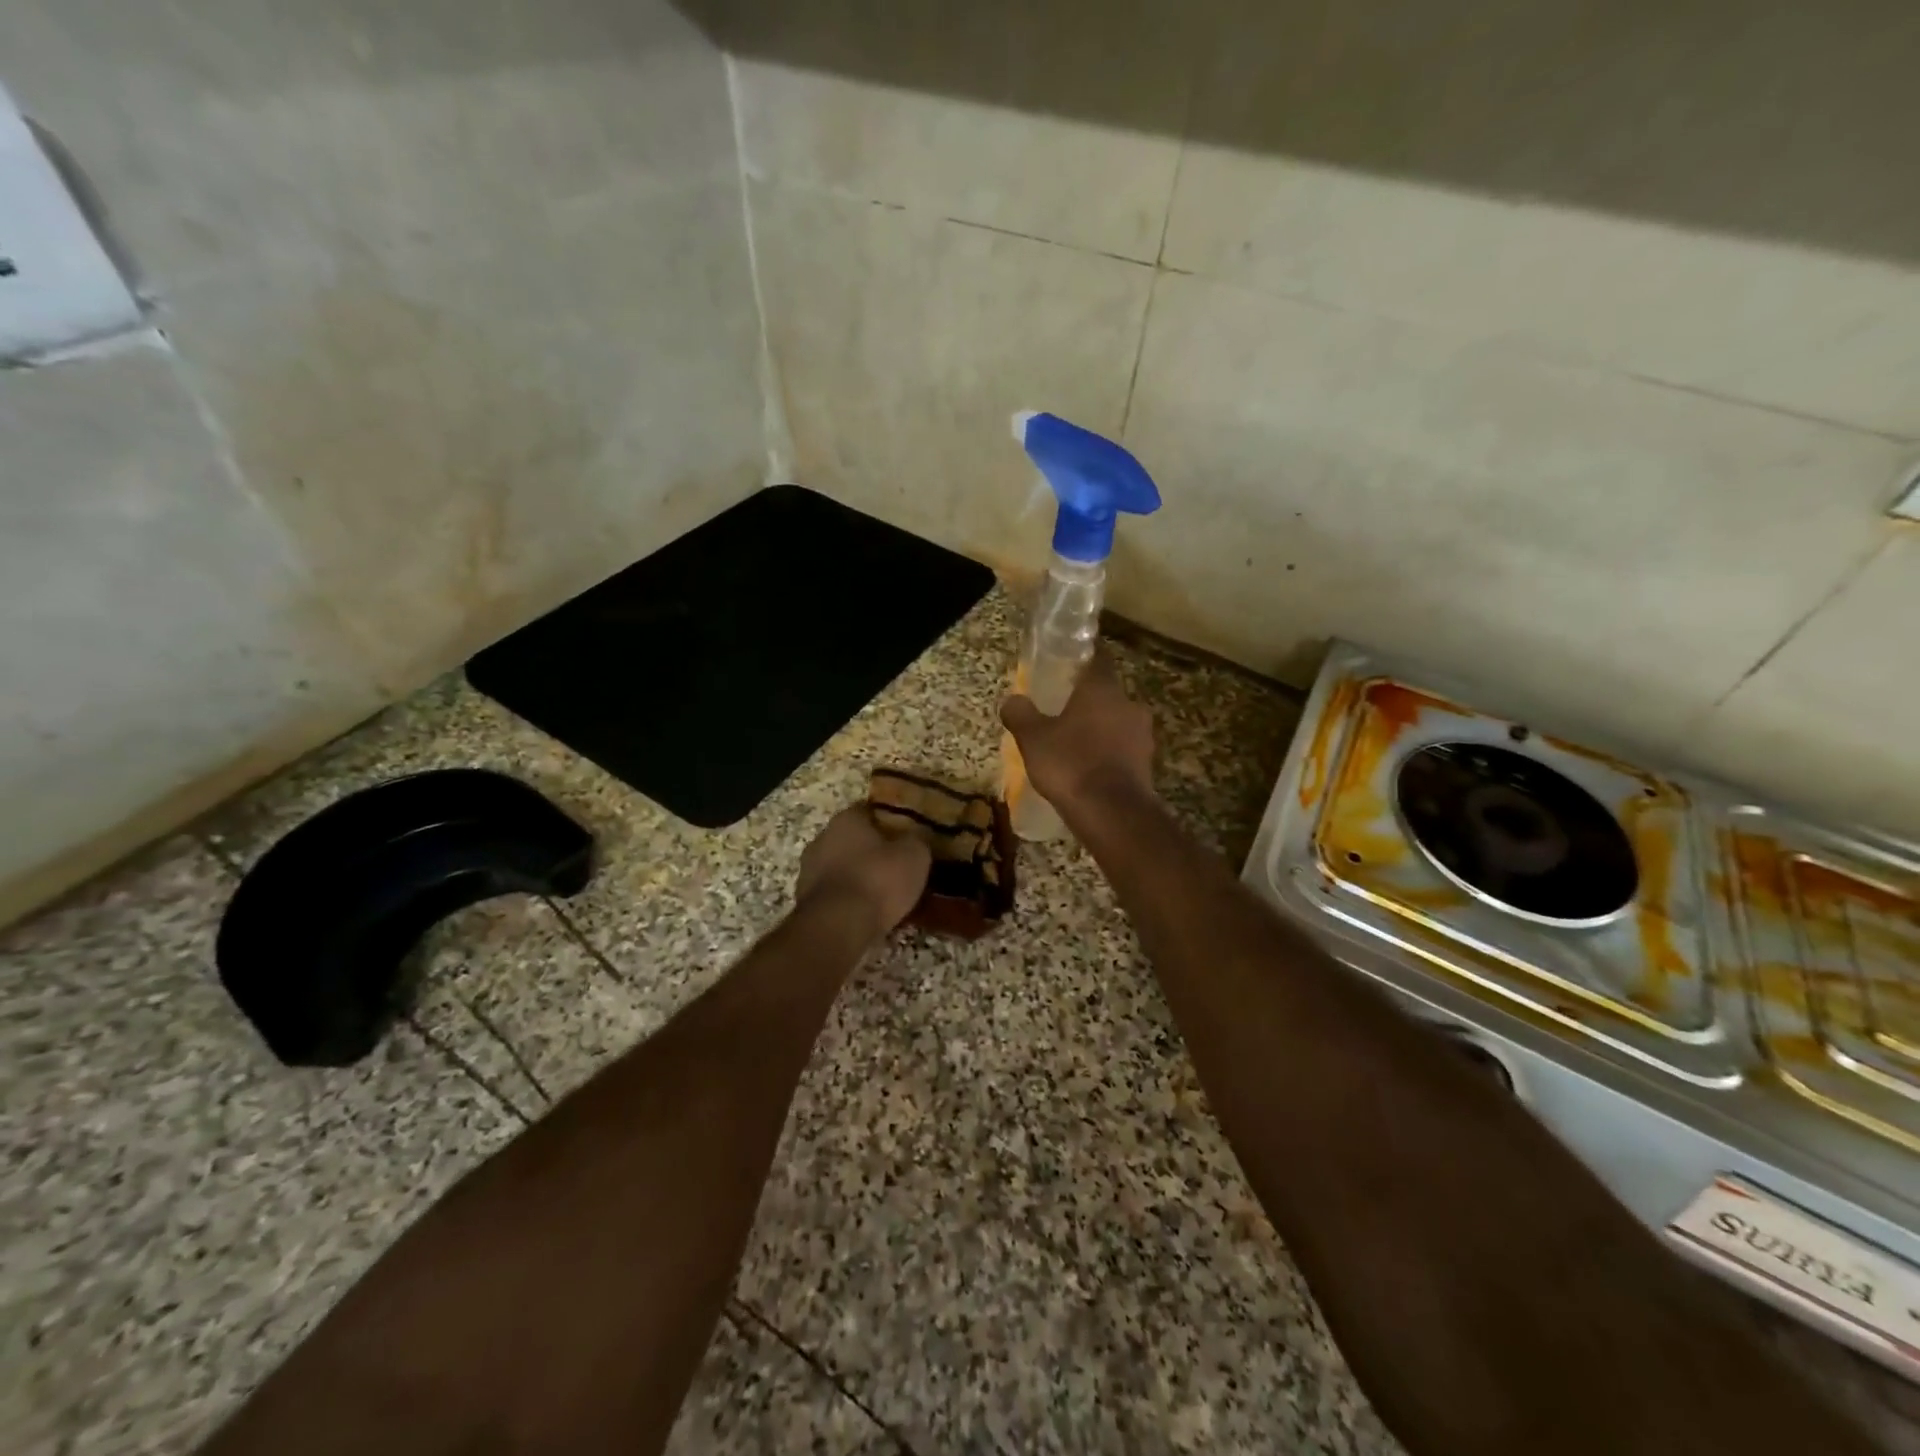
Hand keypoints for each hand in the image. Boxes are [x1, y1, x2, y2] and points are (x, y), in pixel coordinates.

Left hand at [795, 805, 931, 938]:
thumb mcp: (914, 856)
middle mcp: (822, 838)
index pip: (869, 810)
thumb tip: (916, 836)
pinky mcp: (806, 902)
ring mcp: (808, 871)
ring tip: (886, 895)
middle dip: (872, 851)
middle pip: (852, 840)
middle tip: (897, 866)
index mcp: (846, 819)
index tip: (906, 835)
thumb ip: (916, 840)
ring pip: (842, 868)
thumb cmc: (878, 881)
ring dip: (859, 877)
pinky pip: (835, 895)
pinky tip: (868, 914)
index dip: (889, 822)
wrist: (837, 927)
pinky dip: (849, 901)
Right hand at [1001, 649, 1155, 813]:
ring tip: (1074, 743)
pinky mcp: (1147, 764)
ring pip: (1117, 722)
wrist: (1111, 812)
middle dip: (1087, 701)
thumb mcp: (1033, 738)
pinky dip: (1108, 753)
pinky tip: (1089, 767)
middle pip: (1107, 694)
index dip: (1083, 658)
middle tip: (1063, 710)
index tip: (1068, 663)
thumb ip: (1021, 715)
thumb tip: (1011, 700)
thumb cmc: (1070, 764)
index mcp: (1102, 689)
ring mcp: (1142, 735)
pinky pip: (1123, 749)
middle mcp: (1128, 704)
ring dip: (1099, 729)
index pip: (1097, 659)